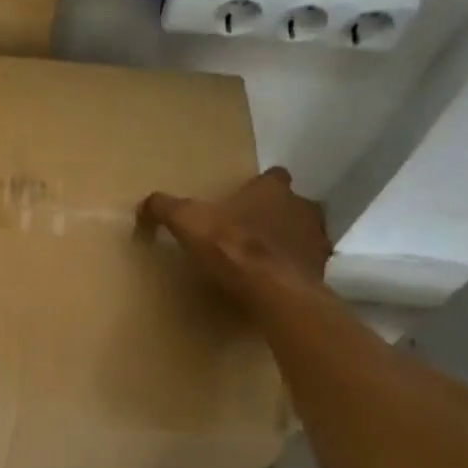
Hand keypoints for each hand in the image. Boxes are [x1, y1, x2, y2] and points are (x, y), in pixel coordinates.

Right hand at [139, 168, 331, 306]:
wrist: (274, 290)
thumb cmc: (233, 246)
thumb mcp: (188, 221)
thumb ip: (166, 207)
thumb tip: (144, 203)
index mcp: (272, 189)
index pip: (274, 176)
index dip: (261, 186)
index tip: (246, 199)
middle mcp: (301, 207)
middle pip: (292, 204)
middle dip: (277, 214)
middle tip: (252, 230)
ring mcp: (317, 239)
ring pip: (305, 233)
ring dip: (290, 241)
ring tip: (266, 257)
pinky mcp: (322, 270)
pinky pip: (309, 264)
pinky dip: (296, 269)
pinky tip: (277, 280)